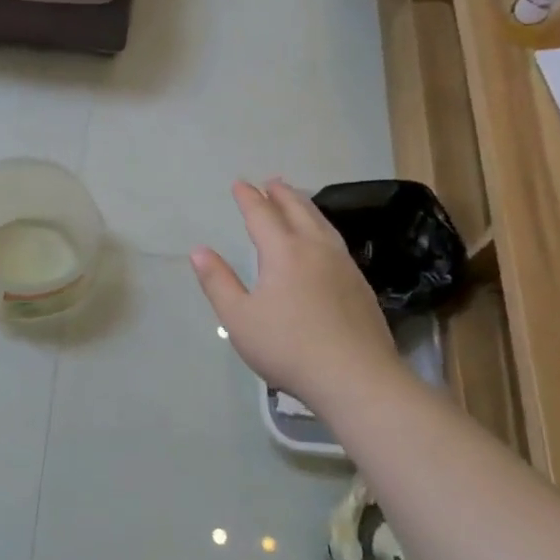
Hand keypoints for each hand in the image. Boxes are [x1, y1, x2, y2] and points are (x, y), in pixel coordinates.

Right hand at [190, 179, 403, 406]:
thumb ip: (218, 282)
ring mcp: (343, 265)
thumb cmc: (288, 347)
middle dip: (281, 194)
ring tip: (298, 200)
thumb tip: (199, 250)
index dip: (248, 198)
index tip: (239, 183)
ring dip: (306, 206)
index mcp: (284, 252)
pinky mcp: (360, 285)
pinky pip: (336, 241)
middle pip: (298, 211)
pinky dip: (323, 228)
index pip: (262, 215)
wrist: (356, 377)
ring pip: (322, 224)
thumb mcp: (239, 318)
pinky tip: (323, 241)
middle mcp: (316, 249)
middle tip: (271, 181)